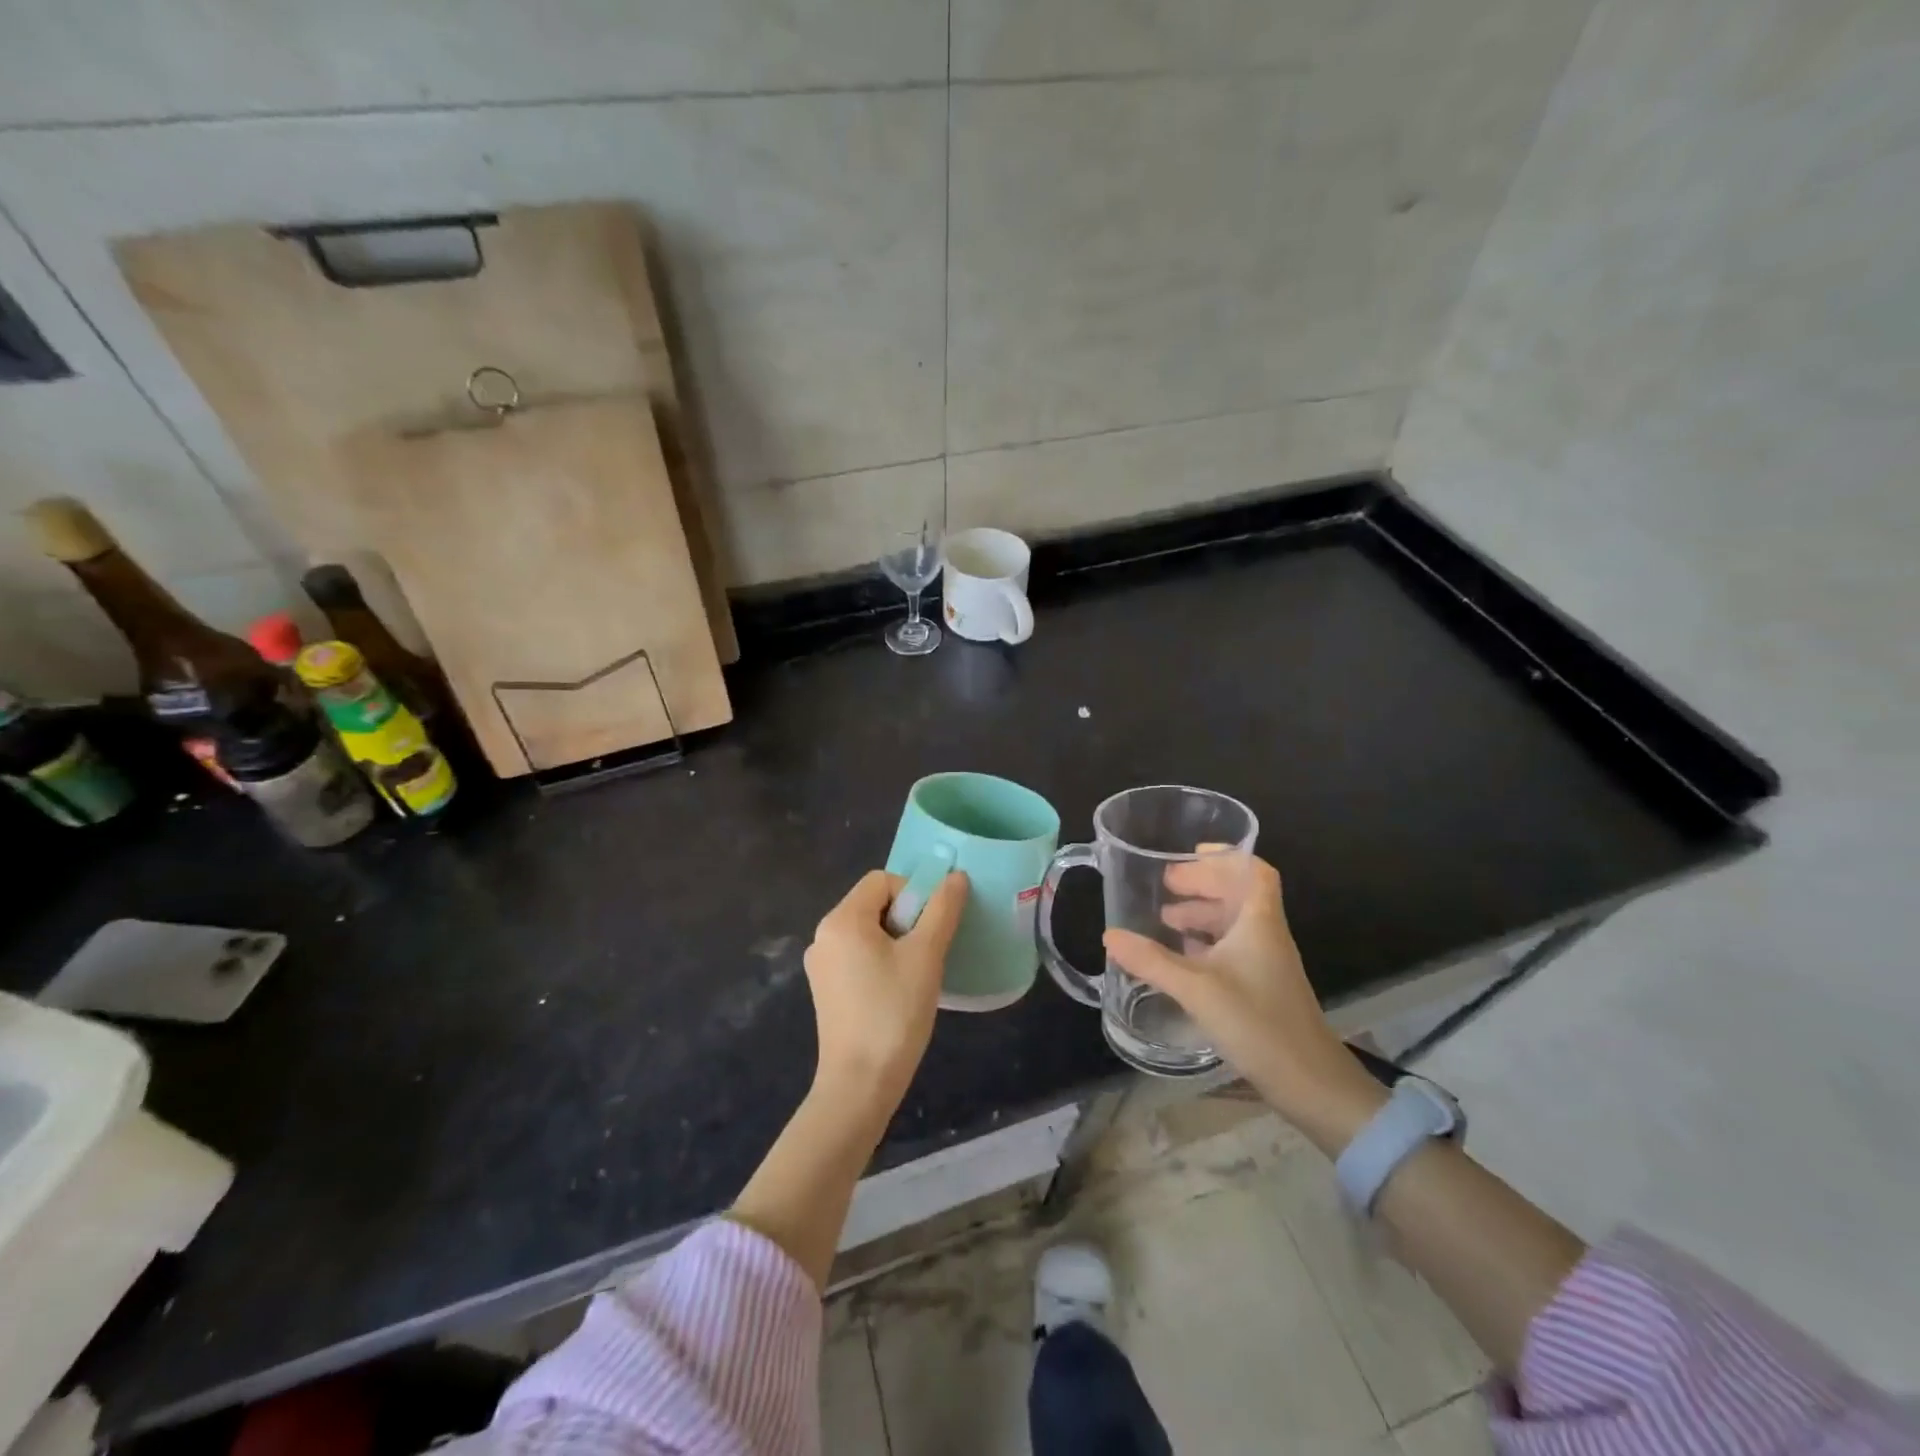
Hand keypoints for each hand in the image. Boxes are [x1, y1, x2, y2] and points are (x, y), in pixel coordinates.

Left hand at [803, 868, 967, 1106]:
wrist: (860, 1085)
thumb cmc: (894, 1012)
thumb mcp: (926, 955)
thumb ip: (942, 910)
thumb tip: (956, 877)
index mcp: (841, 920)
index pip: (882, 881)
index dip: (913, 894)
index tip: (930, 930)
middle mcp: (823, 936)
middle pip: (873, 904)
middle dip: (906, 919)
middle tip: (926, 954)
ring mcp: (820, 966)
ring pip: (867, 932)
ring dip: (896, 942)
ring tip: (916, 976)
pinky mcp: (825, 990)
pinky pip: (857, 957)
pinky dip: (880, 962)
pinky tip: (897, 993)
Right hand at [1103, 855, 1383, 1148]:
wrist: (1311, 1084)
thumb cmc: (1258, 1023)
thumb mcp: (1197, 989)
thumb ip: (1152, 961)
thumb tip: (1110, 935)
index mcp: (1259, 923)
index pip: (1254, 871)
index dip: (1226, 856)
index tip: (1191, 852)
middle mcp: (1266, 936)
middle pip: (1239, 894)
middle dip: (1203, 884)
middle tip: (1166, 886)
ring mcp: (1266, 964)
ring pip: (1234, 924)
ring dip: (1203, 914)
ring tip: (1166, 920)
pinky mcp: (1263, 989)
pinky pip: (1233, 950)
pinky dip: (1207, 944)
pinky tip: (1181, 957)